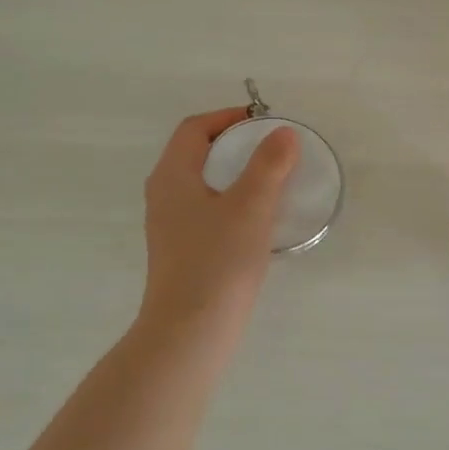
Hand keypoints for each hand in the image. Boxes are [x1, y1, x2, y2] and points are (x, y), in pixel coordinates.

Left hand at [138, 108, 297, 336]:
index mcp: (172, 176)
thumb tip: (283, 134)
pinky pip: (209, 211)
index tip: (264, 123)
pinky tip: (259, 221)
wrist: (190, 331)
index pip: (195, 129)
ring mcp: (171, 226)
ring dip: (237, 176)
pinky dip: (234, 203)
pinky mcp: (183, 251)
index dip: (228, 118)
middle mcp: (164, 196)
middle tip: (274, 150)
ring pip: (205, 185)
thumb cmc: (218, 260)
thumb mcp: (250, 206)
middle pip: (198, 154)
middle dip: (237, 145)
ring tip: (273, 182)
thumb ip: (269, 164)